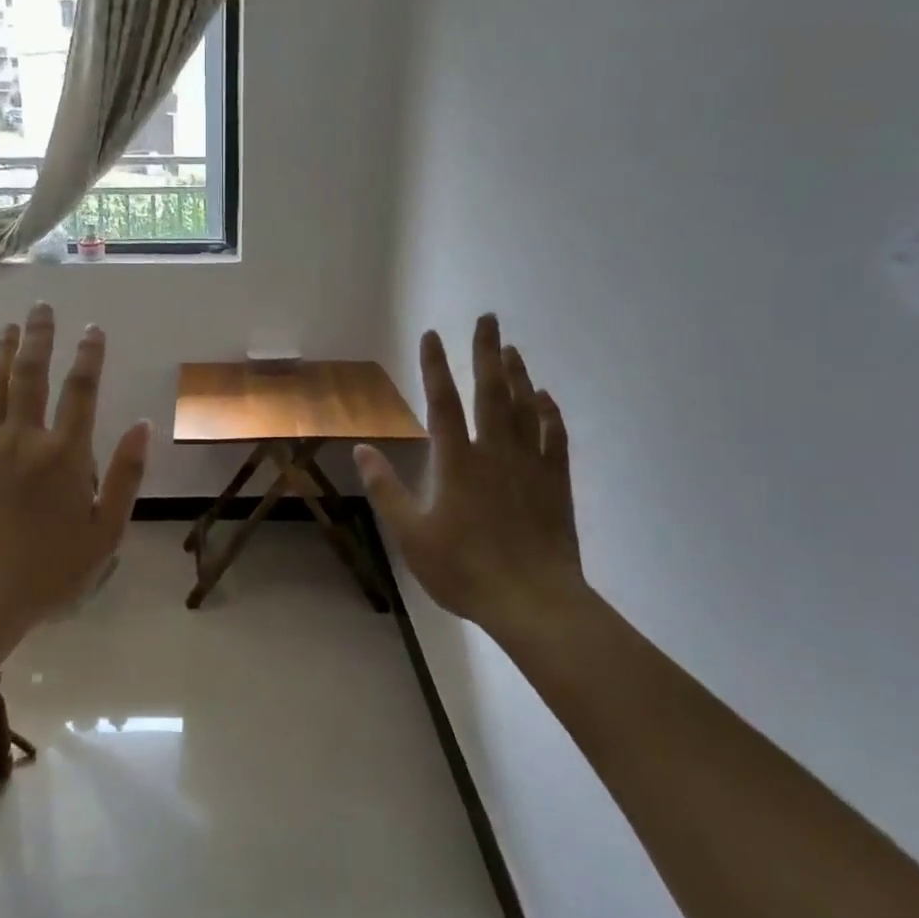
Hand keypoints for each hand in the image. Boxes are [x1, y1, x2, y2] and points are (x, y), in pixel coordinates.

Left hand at [0, 303, 150, 640]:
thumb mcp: (107, 531)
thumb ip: (126, 475)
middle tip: (43, 309)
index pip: (81, 391)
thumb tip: (143, 425)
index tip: (92, 329)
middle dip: (40, 337)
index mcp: (66, 454)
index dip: (89, 356)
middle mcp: (25, 438)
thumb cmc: (52, 570)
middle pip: (32, 374)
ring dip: (0, 351)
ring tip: (8, 326)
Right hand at [356, 315, 587, 639]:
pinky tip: (545, 398)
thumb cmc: (463, 569)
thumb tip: (363, 449)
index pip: (442, 402)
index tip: (432, 335)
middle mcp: (494, 452)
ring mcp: (529, 464)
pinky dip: (549, 412)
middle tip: (489, 318)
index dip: (435, 366)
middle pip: (490, 391)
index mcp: (456, 462)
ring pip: (525, 407)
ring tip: (512, 348)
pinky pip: (553, 436)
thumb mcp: (410, 534)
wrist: (532, 600)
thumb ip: (386, 489)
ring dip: (518, 374)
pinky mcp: (555, 482)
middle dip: (487, 351)